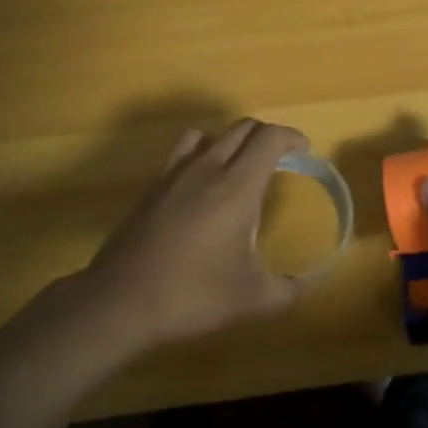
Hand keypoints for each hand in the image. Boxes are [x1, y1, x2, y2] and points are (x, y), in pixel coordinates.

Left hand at [82, 118, 306, 349]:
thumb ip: (287, 290)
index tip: (303, 152)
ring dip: (233, 140)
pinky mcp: (153, 186)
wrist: (120, 300)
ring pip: (211, 133)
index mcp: (237, 186)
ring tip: (241, 167)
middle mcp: (207, 167)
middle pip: (243, 127)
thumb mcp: (251, 299)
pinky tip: (203, 186)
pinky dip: (202, 153)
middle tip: (281, 161)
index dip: (292, 137)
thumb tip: (307, 286)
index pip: (269, 138)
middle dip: (268, 137)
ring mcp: (175, 173)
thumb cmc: (192, 294)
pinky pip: (184, 151)